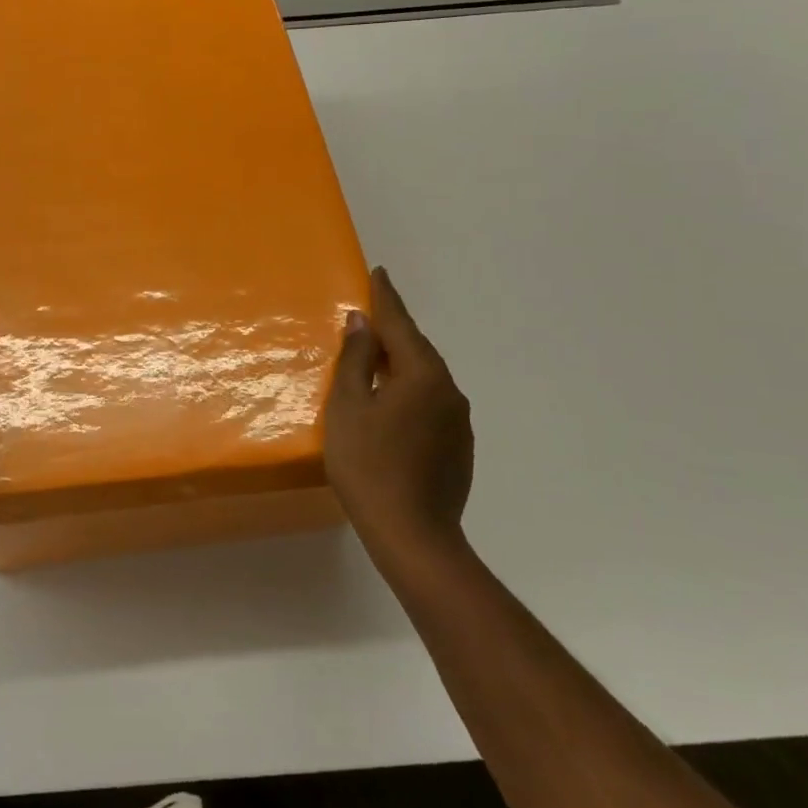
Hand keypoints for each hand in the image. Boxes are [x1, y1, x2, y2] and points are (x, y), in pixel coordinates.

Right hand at [323, 267, 474, 574]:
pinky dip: (410, 393)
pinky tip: (392, 407)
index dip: (386, 298)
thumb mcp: (348, 407)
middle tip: (370, 315)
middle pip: (417, 350)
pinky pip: (431, 404)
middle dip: (394, 331)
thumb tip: (363, 323)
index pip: (400, 325)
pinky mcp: (459, 448)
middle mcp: (449, 391)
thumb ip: (356, 361)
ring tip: (376, 360)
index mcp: (423, 375)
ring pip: (426, 379)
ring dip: (401, 364)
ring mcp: (458, 422)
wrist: (413, 535)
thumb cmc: (369, 465)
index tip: (379, 272)